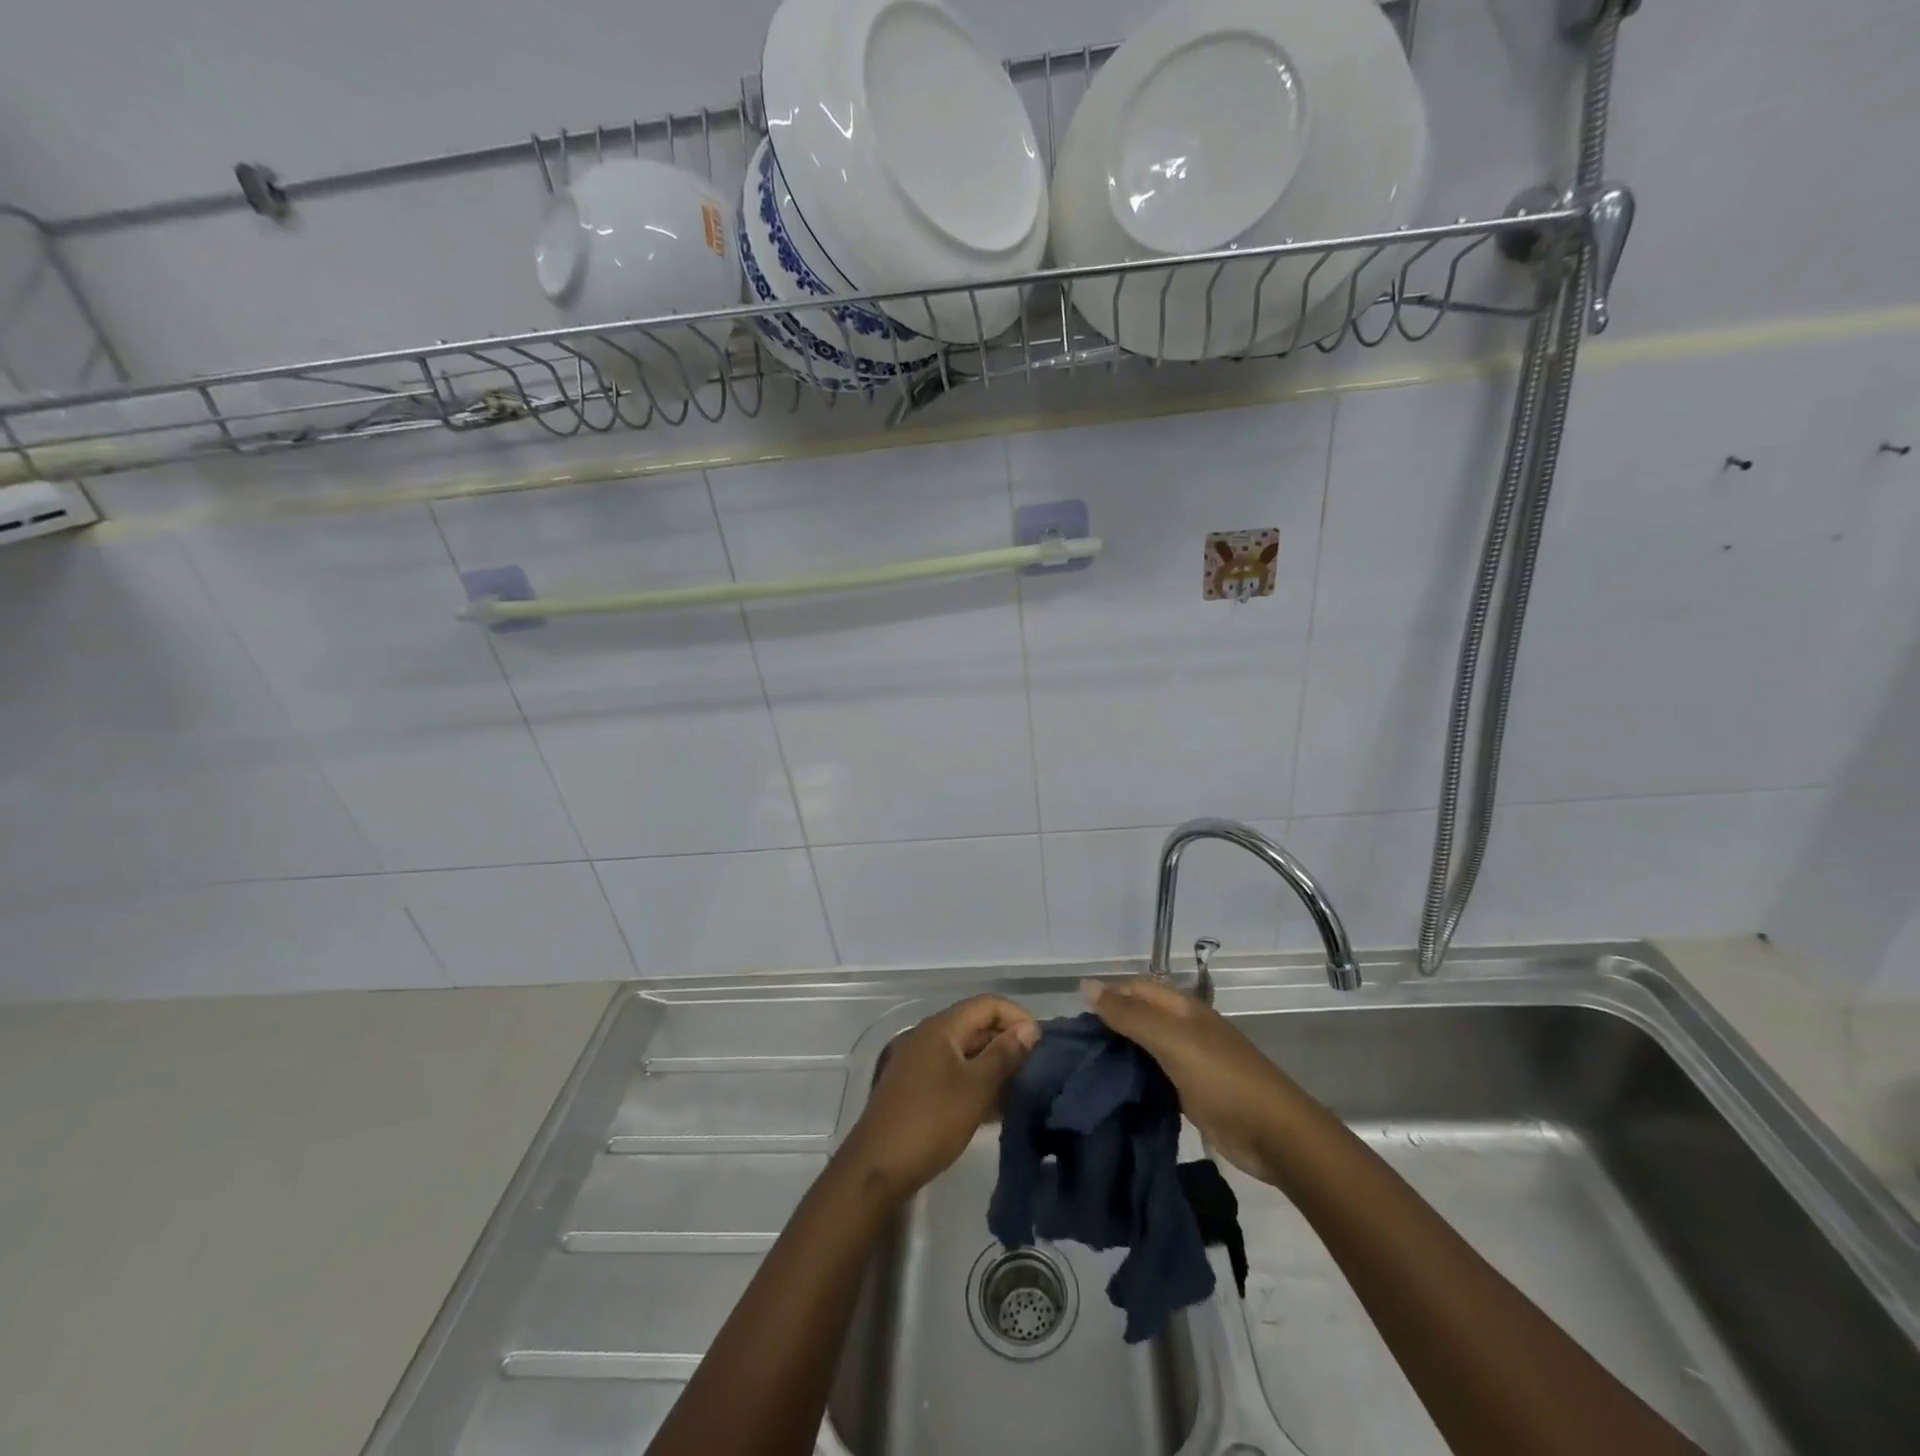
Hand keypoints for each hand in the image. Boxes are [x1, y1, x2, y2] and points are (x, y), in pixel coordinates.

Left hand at [836, 995, 1038, 1204]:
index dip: (1017, 1017)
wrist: (877, 1168)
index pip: (987, 1004)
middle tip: (1037, 1070)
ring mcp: (920, 1062)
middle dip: (1008, 1042)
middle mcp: (929, 1036)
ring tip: (1023, 1090)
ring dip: (994, 1066)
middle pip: (976, 1025)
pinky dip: (976, 1083)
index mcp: (941, 1027)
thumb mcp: (975, 1088)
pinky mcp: (917, 1087)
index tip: (1042, 1045)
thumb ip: (1003, 1055)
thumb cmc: (930, 1121)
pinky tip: (997, 1109)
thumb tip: (1029, 1029)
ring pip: (966, 1052)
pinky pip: (954, 1073)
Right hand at [1082, 976, 1295, 1181]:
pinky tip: (1111, 1091)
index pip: (1135, 989)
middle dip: (1107, 1027)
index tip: (1072, 1021)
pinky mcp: (1190, 1093)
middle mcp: (1183, 1029)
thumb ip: (1128, 1014)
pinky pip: (1153, 1077)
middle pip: (1138, 1018)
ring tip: (1082, 1070)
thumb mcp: (1171, 1040)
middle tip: (1071, 1050)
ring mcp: (1188, 1062)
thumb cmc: (1221, 1078)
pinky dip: (1133, 1080)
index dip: (1106, 996)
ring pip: (1143, 1049)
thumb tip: (1085, 985)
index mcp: (1181, 1008)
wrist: (1274, 1135)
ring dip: (1118, 1055)